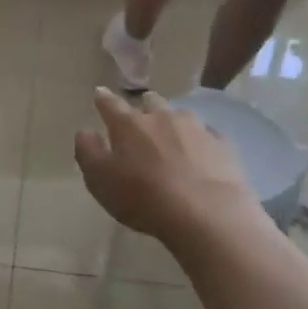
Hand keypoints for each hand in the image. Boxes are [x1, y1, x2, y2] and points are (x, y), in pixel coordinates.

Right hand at [73, 88, 260, 248]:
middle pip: (150, 101)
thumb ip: (88, 152)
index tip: (100, 94)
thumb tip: (85, 132)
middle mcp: (161, 117)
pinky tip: (201, 159)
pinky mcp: (222, 145)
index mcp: (128, 124)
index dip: (103, 99)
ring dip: (173, 124)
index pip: (110, 103)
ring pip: (180, 116)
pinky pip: (207, 136)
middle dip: (143, 107)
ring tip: (173, 142)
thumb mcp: (100, 181)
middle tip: (140, 122)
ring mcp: (195, 128)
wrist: (207, 214)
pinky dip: (200, 143)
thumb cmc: (144, 197)